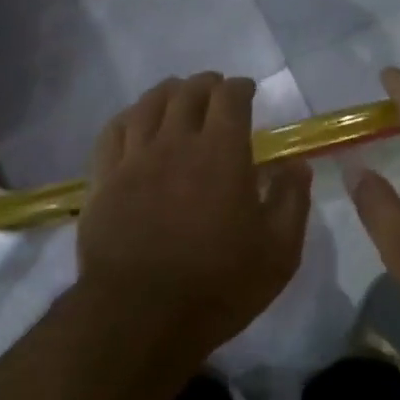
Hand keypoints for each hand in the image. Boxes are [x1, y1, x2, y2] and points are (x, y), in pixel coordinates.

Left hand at [79, 73, 312, 356]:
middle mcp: (175, 143)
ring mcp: (134, 159)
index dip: (240, 88)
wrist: (141, 314)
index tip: (247, 91)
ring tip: (177, 95)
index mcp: (221, 153)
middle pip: (187, 94)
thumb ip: (291, 200)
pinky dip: (130, 117)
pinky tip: (136, 122)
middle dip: (206, 84)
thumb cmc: (219, 285)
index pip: (230, 98)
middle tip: (215, 90)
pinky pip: (114, 132)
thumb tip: (295, 164)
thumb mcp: (278, 252)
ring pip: (148, 105)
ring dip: (167, 93)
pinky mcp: (104, 180)